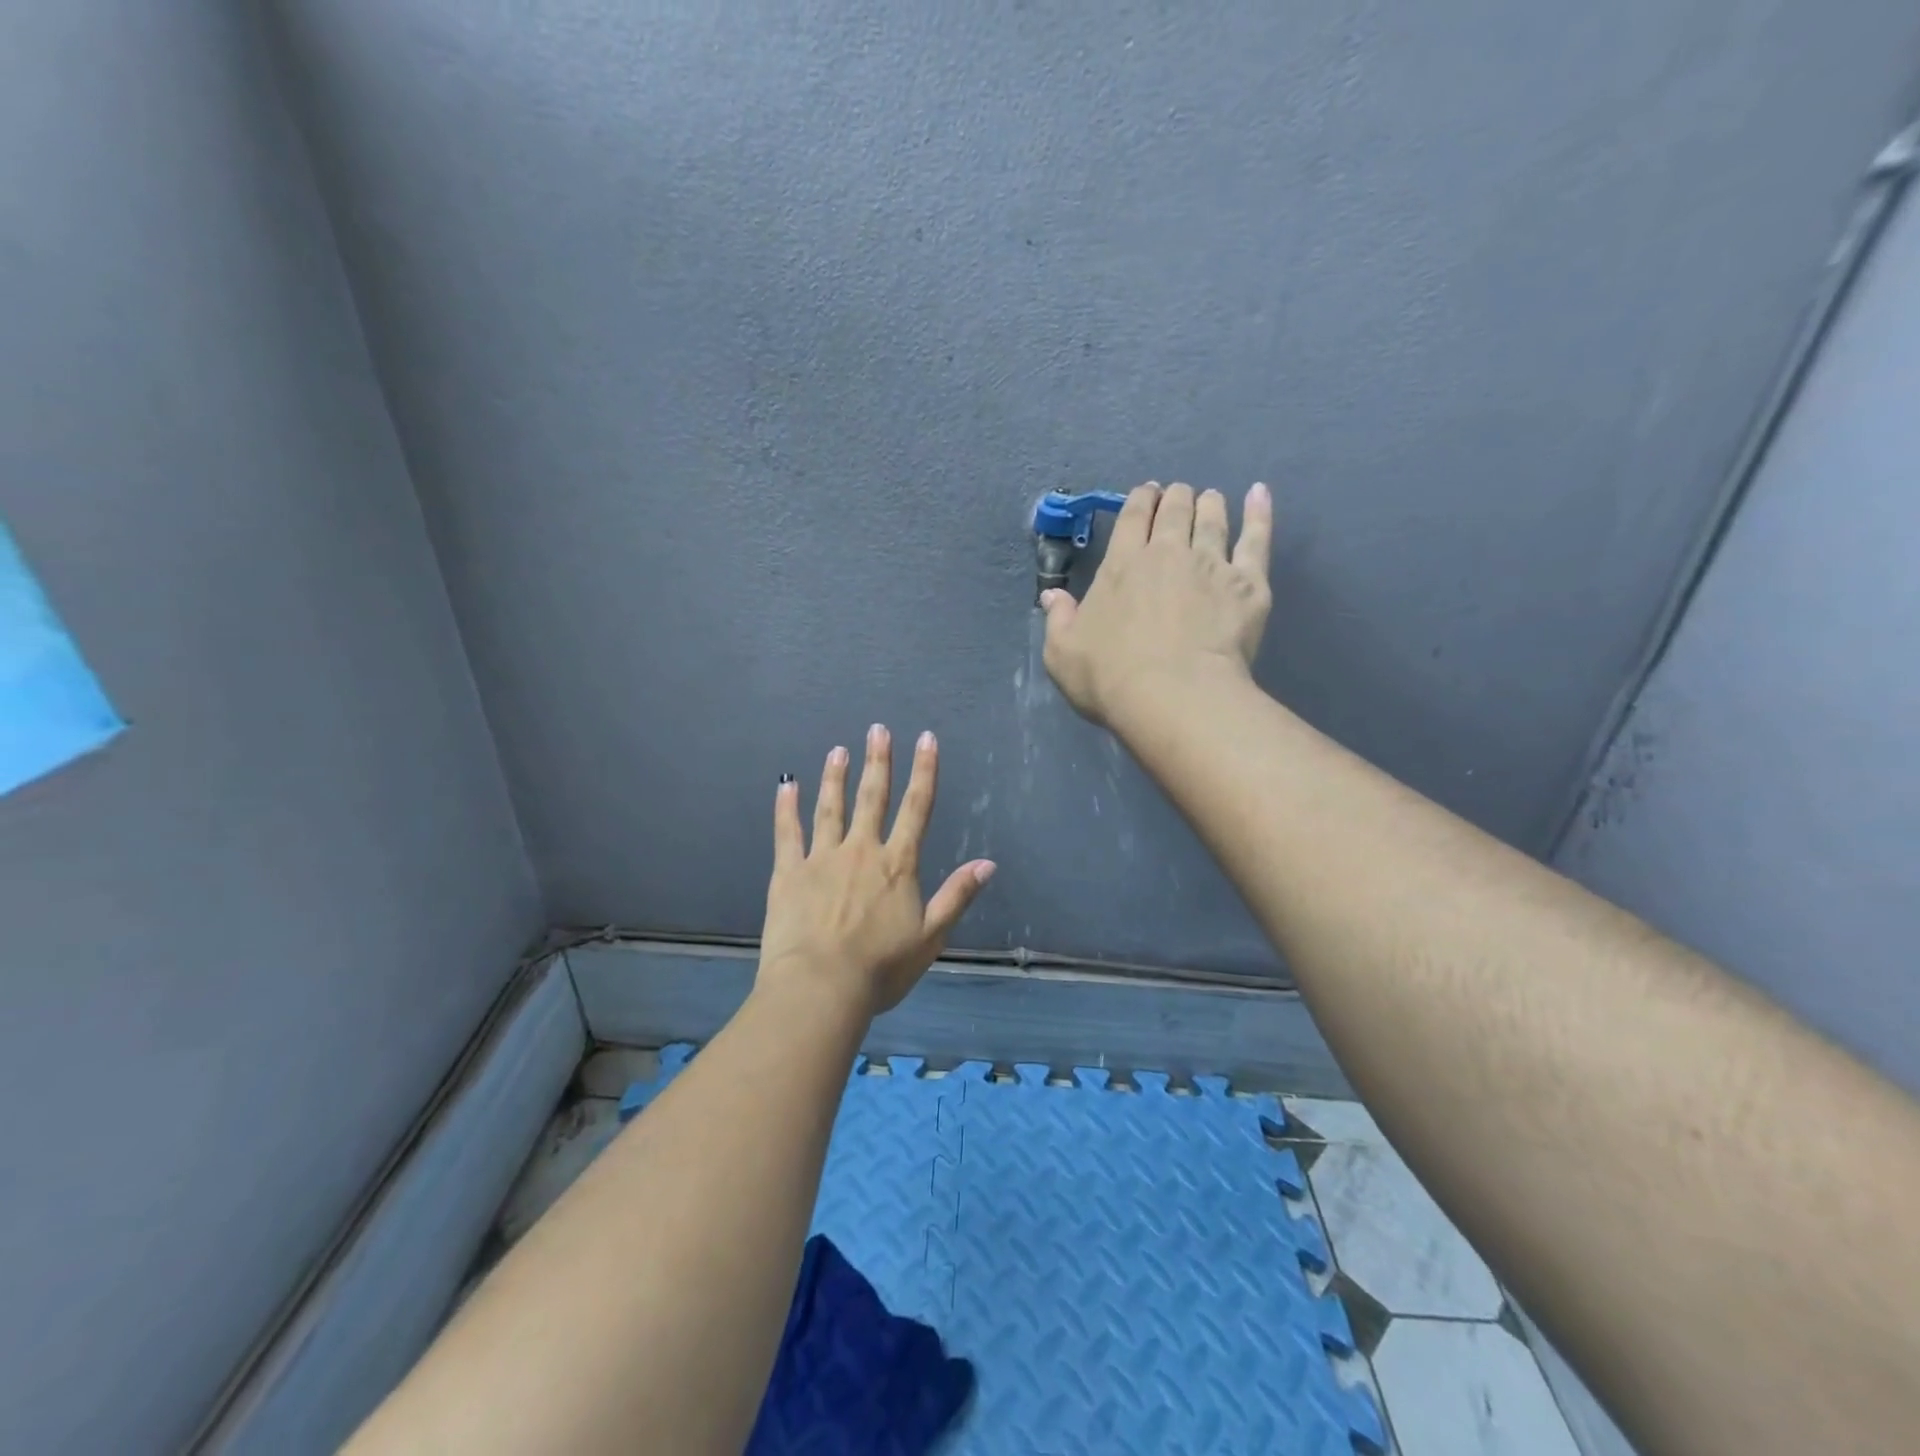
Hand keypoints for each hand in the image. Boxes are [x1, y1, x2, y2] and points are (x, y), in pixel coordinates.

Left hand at [759, 725, 995, 1017]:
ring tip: (838, 750)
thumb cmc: (880, 968)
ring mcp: (822, 858)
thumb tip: (988, 863)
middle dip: (878, 761)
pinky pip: (787, 833)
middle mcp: (861, 851)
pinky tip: (786, 784)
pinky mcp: (789, 873)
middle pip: (873, 798)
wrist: (820, 987)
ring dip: (836, 777)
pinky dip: (786, 808)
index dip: (924, 771)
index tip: (926, 739)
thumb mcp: (930, 937)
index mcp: (897, 865)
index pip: (917, 808)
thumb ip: (957, 896)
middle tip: (877, 729)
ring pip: (830, 808)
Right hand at [1040, 481, 1272, 727]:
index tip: (1146, 493)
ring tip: (1210, 498)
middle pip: (1174, 511)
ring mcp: (1212, 564)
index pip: (1132, 518)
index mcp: (1121, 565)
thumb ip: (1058, 620)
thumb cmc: (1110, 678)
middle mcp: (1168, 553)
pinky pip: (1257, 539)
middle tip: (1177, 496)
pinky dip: (1259, 513)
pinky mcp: (1248, 584)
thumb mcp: (1062, 653)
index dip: (1140, 500)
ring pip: (1212, 519)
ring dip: (1209, 503)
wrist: (1175, 697)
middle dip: (1175, 497)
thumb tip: (1052, 596)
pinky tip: (1259, 494)